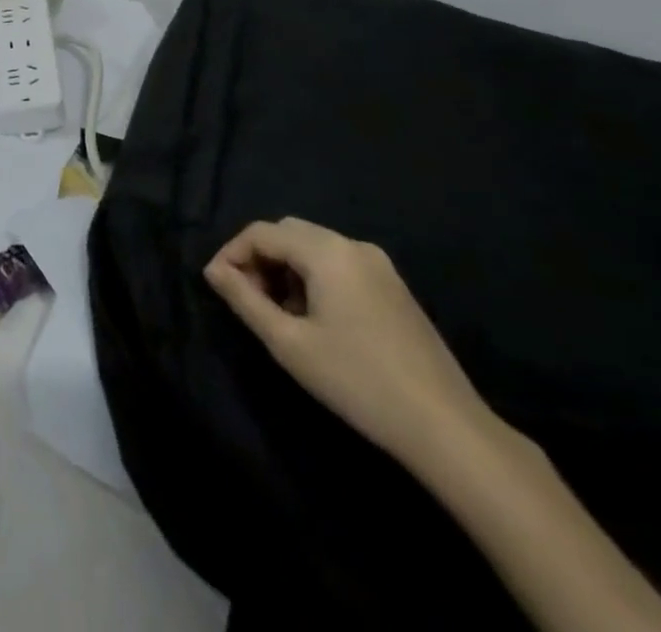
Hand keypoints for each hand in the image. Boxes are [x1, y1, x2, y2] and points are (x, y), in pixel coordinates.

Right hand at [205, 218, 496, 469]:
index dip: (232, 253)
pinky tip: (313, 318)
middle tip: (246, 299)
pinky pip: (338, 263)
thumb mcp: (289, 343)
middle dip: (259, 258)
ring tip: (276, 313)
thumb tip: (214, 271)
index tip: (218, 287)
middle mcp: (352, 244)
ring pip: (313, 247)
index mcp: (326, 251)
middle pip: (288, 232)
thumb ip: (245, 300)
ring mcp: (378, 264)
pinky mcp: (393, 286)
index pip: (261, 232)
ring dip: (285, 268)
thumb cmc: (357, 382)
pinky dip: (313, 277)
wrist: (446, 428)